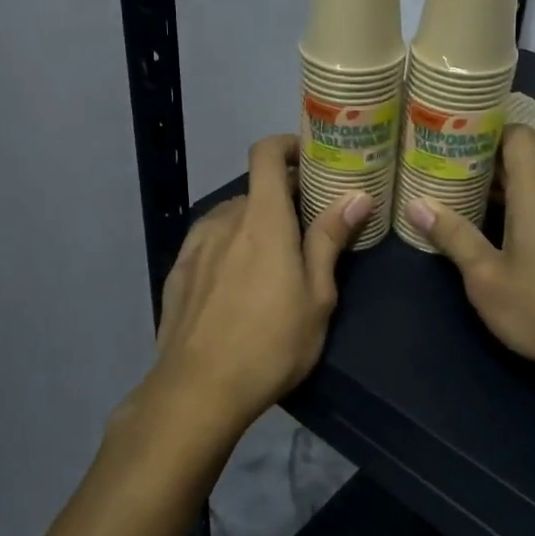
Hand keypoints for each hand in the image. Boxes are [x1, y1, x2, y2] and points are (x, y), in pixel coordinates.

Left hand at [135, 135, 370, 442]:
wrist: (197, 390)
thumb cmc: (271, 343)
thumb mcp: (316, 297)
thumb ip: (330, 240)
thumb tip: (356, 196)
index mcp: (262, 219)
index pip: (265, 154)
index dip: (287, 145)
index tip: (309, 159)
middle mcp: (224, 220)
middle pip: (254, 191)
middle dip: (281, 200)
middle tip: (306, 228)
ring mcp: (195, 246)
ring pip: (231, 218)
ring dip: (254, 226)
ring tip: (272, 262)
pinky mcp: (177, 272)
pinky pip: (209, 243)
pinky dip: (229, 248)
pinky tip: (237, 286)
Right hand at [404, 125, 534, 406]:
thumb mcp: (487, 277)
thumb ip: (453, 236)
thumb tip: (416, 204)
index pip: (516, 132)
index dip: (483, 127)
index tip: (448, 135)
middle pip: (522, 156)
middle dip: (481, 157)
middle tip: (438, 165)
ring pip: (533, 182)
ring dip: (498, 184)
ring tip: (456, 192)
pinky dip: (517, 205)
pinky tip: (491, 227)